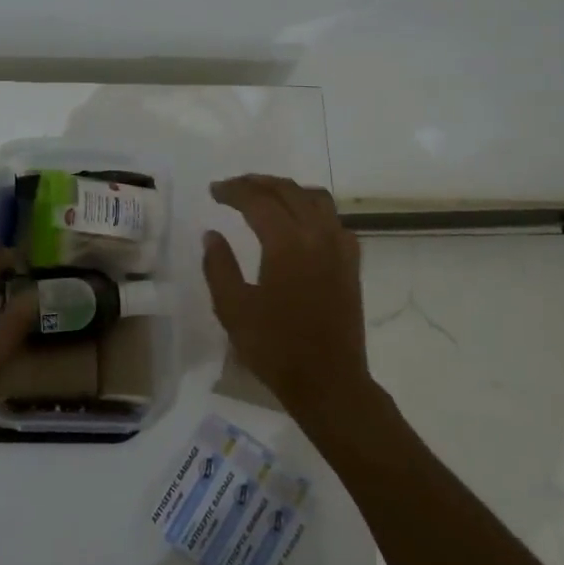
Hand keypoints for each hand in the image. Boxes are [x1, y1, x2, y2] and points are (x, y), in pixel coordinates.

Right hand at [202, 175, 374, 418]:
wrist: (328, 381)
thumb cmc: (275, 348)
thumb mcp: (233, 309)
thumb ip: (219, 266)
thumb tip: (212, 235)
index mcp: (287, 244)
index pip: (258, 200)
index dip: (233, 191)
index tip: (214, 191)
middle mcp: (317, 235)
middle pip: (288, 191)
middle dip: (257, 183)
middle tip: (232, 188)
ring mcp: (340, 247)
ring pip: (316, 199)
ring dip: (287, 190)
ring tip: (265, 196)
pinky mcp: (351, 263)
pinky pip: (333, 220)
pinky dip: (312, 210)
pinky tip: (299, 224)